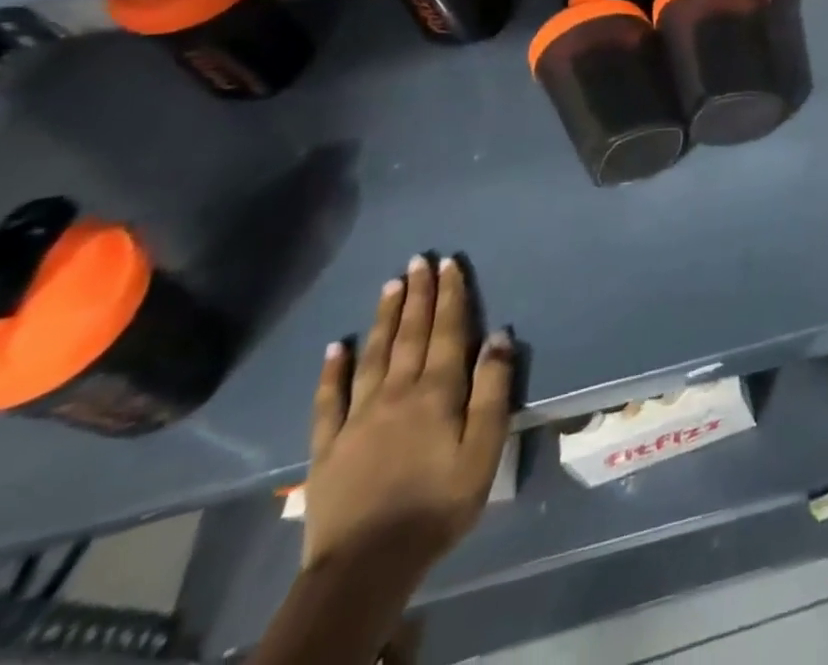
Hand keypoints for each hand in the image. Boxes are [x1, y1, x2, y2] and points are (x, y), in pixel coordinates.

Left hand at [304, 255, 514, 576]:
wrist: (366, 567)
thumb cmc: (438, 504)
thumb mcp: (484, 448)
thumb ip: (492, 389)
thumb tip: (499, 336)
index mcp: (437, 391)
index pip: (447, 331)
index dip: (451, 295)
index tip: (449, 263)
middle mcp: (397, 392)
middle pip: (410, 333)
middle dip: (418, 294)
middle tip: (419, 260)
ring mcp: (358, 417)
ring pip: (373, 355)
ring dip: (384, 317)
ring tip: (390, 285)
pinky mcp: (328, 446)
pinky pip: (329, 400)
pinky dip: (333, 370)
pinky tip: (336, 347)